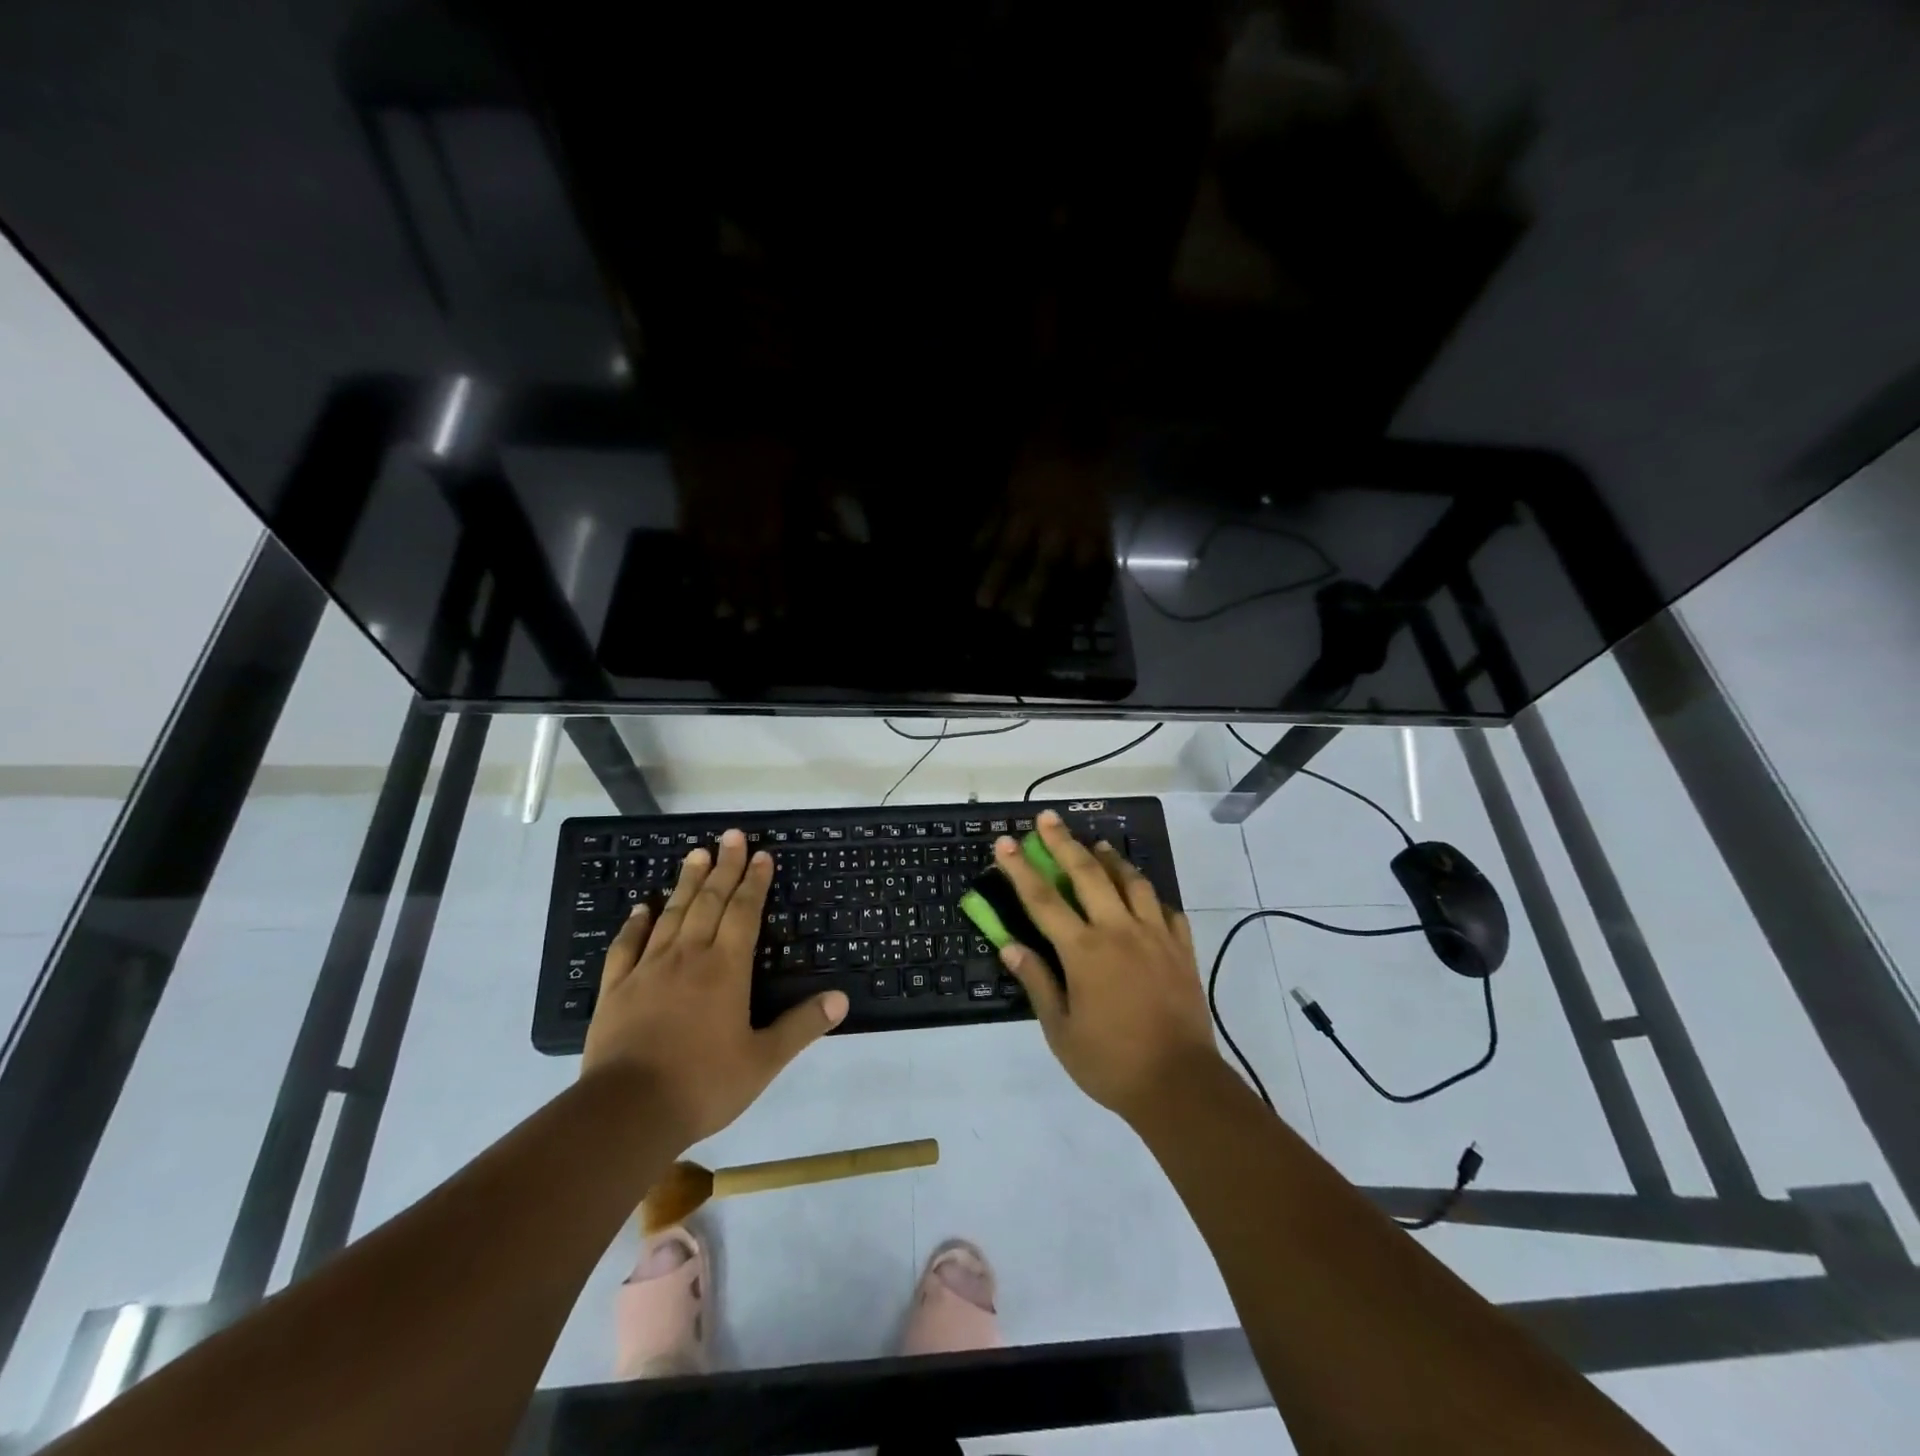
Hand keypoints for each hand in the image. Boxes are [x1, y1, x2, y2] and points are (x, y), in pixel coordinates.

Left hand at [582, 830, 848, 1146]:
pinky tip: (641, 908)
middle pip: (709, 902)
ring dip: (686, 883)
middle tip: (731, 835)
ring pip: (671, 915)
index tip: (760, 855)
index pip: (744, 913)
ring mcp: (648, 970)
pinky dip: (635, 923)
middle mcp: (688, 958)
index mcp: (726, 969)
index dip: (754, 882)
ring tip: (696, 854)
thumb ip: (801, 1026)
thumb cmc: (703, 1084)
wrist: (626, 1112)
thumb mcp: (763, 1060)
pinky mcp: (616, 990)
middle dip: (724, 867)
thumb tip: (841, 998)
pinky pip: (626, 946)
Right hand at [993, 810, 1220, 1121]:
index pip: (1043, 900)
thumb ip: (1036, 981)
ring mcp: (1155, 936)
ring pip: (1132, 882)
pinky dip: (1151, 895)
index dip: (1020, 869)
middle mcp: (1119, 931)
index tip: (1006, 842)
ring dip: (1111, 859)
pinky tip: (1143, 895)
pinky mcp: (1182, 949)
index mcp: (1084, 951)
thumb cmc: (1110, 1062)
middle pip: (1088, 873)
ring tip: (1098, 845)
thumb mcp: (1060, 1030)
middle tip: (1049, 818)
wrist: (1180, 1085)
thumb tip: (1010, 944)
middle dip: (1064, 842)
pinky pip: (1167, 909)